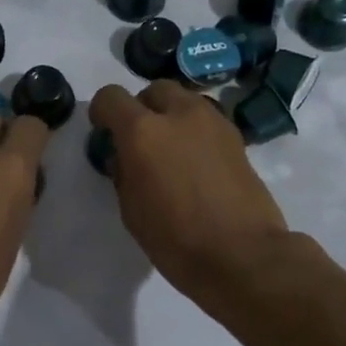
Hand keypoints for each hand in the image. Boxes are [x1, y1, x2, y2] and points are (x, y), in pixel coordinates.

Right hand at [87, 81, 291, 306]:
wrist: (243, 255)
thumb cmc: (176, 239)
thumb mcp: (131, 209)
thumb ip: (122, 171)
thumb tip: (124, 156)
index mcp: (142, 131)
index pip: (111, 97)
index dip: (103, 113)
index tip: (104, 133)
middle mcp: (178, 114)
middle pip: (153, 90)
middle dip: (142, 108)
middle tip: (140, 141)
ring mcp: (212, 122)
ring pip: (184, 99)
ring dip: (171, 115)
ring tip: (171, 150)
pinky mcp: (236, 137)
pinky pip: (206, 119)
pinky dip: (194, 130)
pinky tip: (195, 162)